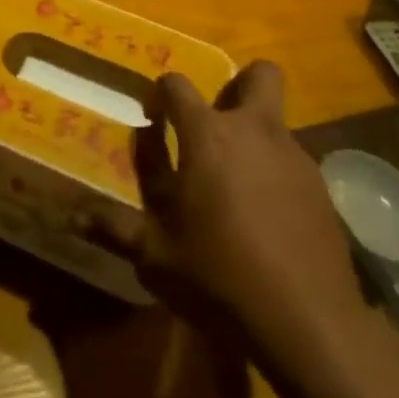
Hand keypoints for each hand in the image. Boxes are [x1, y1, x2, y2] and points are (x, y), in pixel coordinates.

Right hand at [80, 62, 362, 345]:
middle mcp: (254, 130)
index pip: (177, 84)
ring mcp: (294, 157)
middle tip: (216, 123)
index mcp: (208, 134)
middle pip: (259, 75)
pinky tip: (268, 219)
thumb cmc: (221, 277)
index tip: (153, 118)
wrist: (310, 322)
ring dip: (256, 138)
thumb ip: (116, 229)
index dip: (161, 93)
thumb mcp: (156, 257)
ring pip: (277, 122)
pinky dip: (277, 176)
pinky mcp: (322, 190)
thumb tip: (76, 215)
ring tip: (238, 186)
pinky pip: (294, 163)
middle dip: (239, 85)